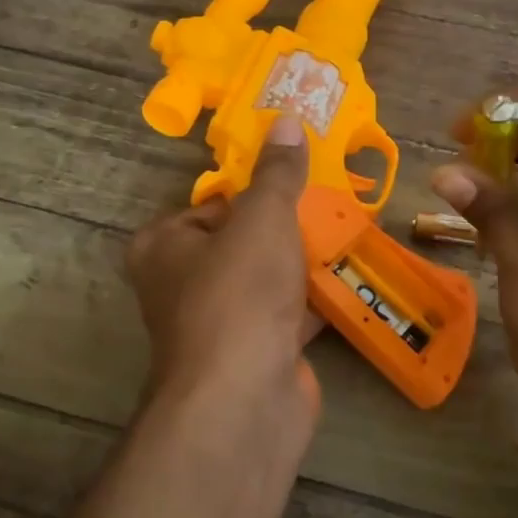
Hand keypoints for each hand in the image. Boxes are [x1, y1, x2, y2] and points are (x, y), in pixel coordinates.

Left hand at [126, 114, 319, 453]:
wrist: (246, 397)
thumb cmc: (239, 293)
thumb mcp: (261, 218)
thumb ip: (277, 173)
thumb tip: (286, 121)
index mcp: (164, 246)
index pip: (213, 204)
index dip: (256, 192)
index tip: (300, 181)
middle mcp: (184, 284)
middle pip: (244, 241)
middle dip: (289, 227)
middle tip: (335, 203)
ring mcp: (221, 324)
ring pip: (269, 279)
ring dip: (306, 263)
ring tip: (350, 233)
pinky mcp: (255, 354)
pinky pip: (289, 315)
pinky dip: (316, 301)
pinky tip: (352, 280)